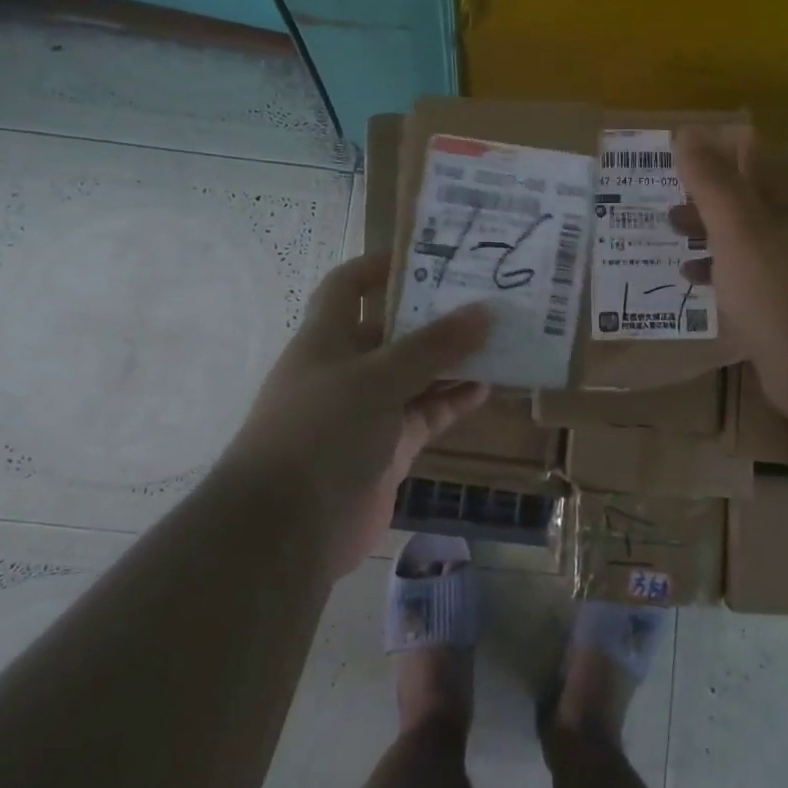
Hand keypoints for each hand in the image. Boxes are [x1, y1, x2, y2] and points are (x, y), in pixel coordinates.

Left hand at [227, 252, 491, 576]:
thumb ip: (433, 346)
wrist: (288, 529)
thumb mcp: (378, 378)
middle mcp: (345, 369)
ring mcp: (367, 412)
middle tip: (485, 301)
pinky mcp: (387, 449)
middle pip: (393, 332)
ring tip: (498, 342)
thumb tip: (485, 311)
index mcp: (326, 339)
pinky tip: (486, 389)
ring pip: (415, 376)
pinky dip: (452, 402)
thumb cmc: (322, 432)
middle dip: (434, 318)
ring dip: (452, 362)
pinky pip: (425, 415)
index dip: (380, 267)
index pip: (347, 286)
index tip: (429, 258)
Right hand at [671, 127, 787, 418]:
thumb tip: (687, 134)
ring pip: (745, 230)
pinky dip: (719, 266)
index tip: (671, 154)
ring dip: (708, 226)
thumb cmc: (782, 290)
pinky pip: (748, 270)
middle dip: (704, 187)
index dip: (711, 144)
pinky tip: (692, 276)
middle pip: (747, 188)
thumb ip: (712, 181)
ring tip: (669, 230)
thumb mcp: (738, 229)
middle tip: (664, 195)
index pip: (751, 147)